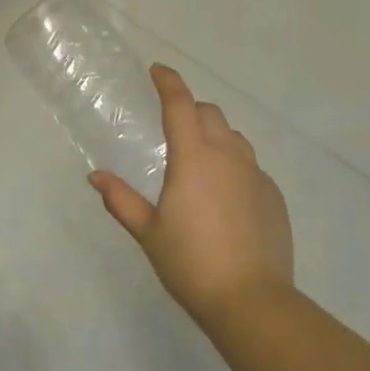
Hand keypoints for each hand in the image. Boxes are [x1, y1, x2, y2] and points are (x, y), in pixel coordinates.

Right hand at [91, 65, 293, 325]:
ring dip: (214, 135)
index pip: (180, 105)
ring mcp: (256, 175)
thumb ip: (121, 199)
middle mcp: (228, 157)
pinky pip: (251, 166)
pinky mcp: (273, 196)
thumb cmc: (190, 263)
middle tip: (172, 125)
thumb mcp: (148, 232)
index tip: (157, 70)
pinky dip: (233, 165)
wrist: (251, 301)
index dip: (168, 82)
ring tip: (199, 160)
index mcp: (193, 158)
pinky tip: (224, 196)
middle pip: (210, 114)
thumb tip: (96, 177)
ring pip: (234, 138)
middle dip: (190, 109)